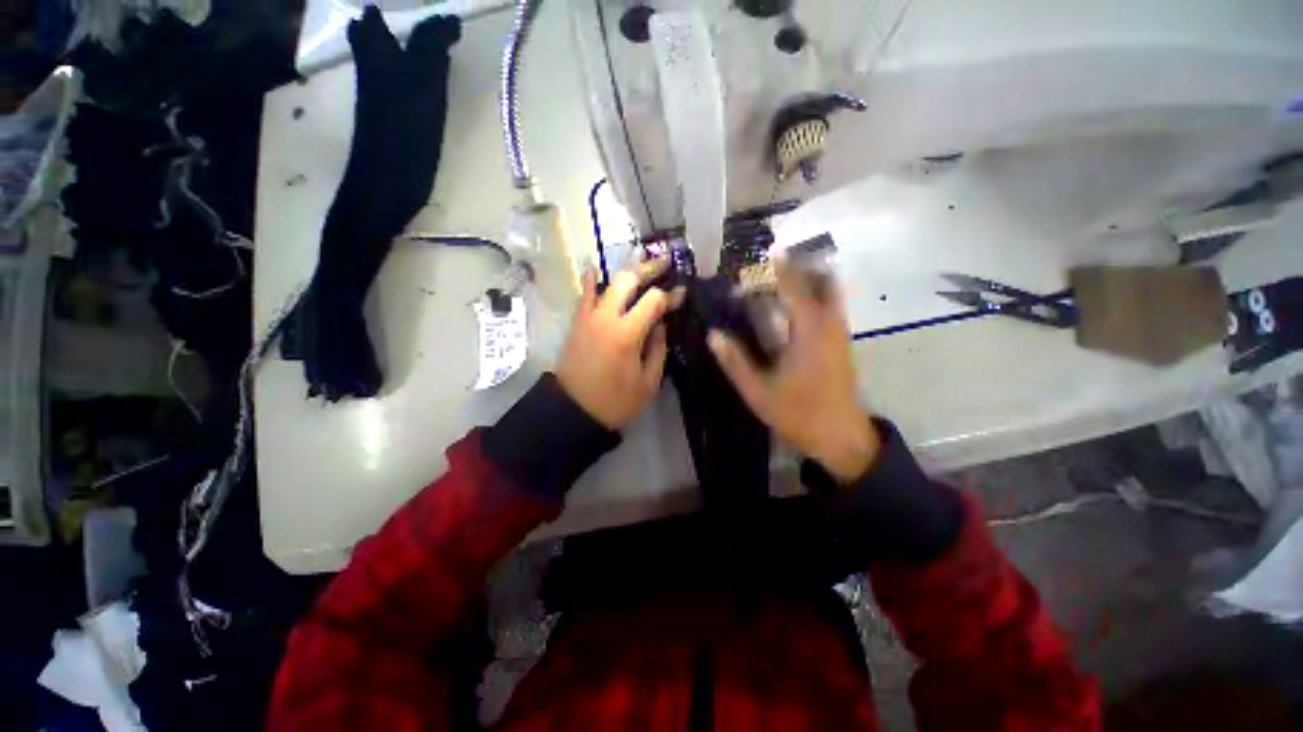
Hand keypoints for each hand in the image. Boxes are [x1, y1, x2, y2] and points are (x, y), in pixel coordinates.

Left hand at [555, 257, 684, 429]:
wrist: (573, 410)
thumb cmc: (615, 401)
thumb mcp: (648, 383)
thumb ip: (658, 349)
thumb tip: (661, 324)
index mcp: (627, 334)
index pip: (653, 301)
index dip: (670, 295)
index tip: (682, 293)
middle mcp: (606, 318)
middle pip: (628, 279)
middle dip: (649, 268)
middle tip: (665, 264)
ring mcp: (588, 317)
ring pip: (607, 282)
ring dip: (627, 271)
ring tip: (643, 265)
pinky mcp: (577, 322)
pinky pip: (584, 295)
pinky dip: (591, 281)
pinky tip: (595, 269)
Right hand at [708, 262, 879, 482]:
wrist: (842, 438)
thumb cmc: (799, 414)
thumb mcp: (759, 392)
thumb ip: (735, 362)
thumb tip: (714, 335)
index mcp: (808, 333)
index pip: (796, 289)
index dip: (782, 269)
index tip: (771, 251)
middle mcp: (829, 326)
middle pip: (824, 283)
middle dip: (804, 269)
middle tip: (778, 265)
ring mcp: (840, 335)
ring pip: (831, 295)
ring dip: (811, 282)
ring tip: (784, 280)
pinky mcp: (842, 345)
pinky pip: (831, 309)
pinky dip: (816, 298)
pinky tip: (795, 309)